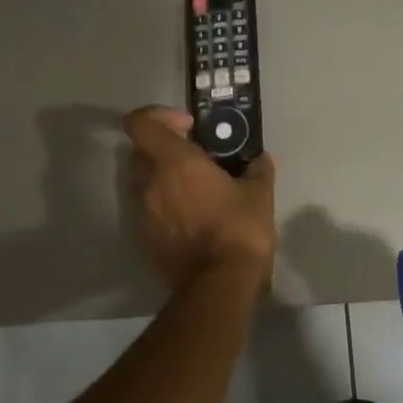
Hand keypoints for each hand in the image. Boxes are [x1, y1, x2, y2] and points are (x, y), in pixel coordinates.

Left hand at [124, 106, 276, 290]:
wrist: (219, 285)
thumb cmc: (239, 230)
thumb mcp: (260, 195)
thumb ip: (258, 170)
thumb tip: (261, 159)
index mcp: (175, 162)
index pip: (141, 123)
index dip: (158, 116)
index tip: (187, 128)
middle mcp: (150, 183)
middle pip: (141, 152)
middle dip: (164, 150)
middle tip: (194, 161)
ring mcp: (143, 213)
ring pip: (143, 183)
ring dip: (163, 180)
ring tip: (195, 193)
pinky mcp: (144, 239)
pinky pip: (148, 211)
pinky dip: (164, 208)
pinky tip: (192, 221)